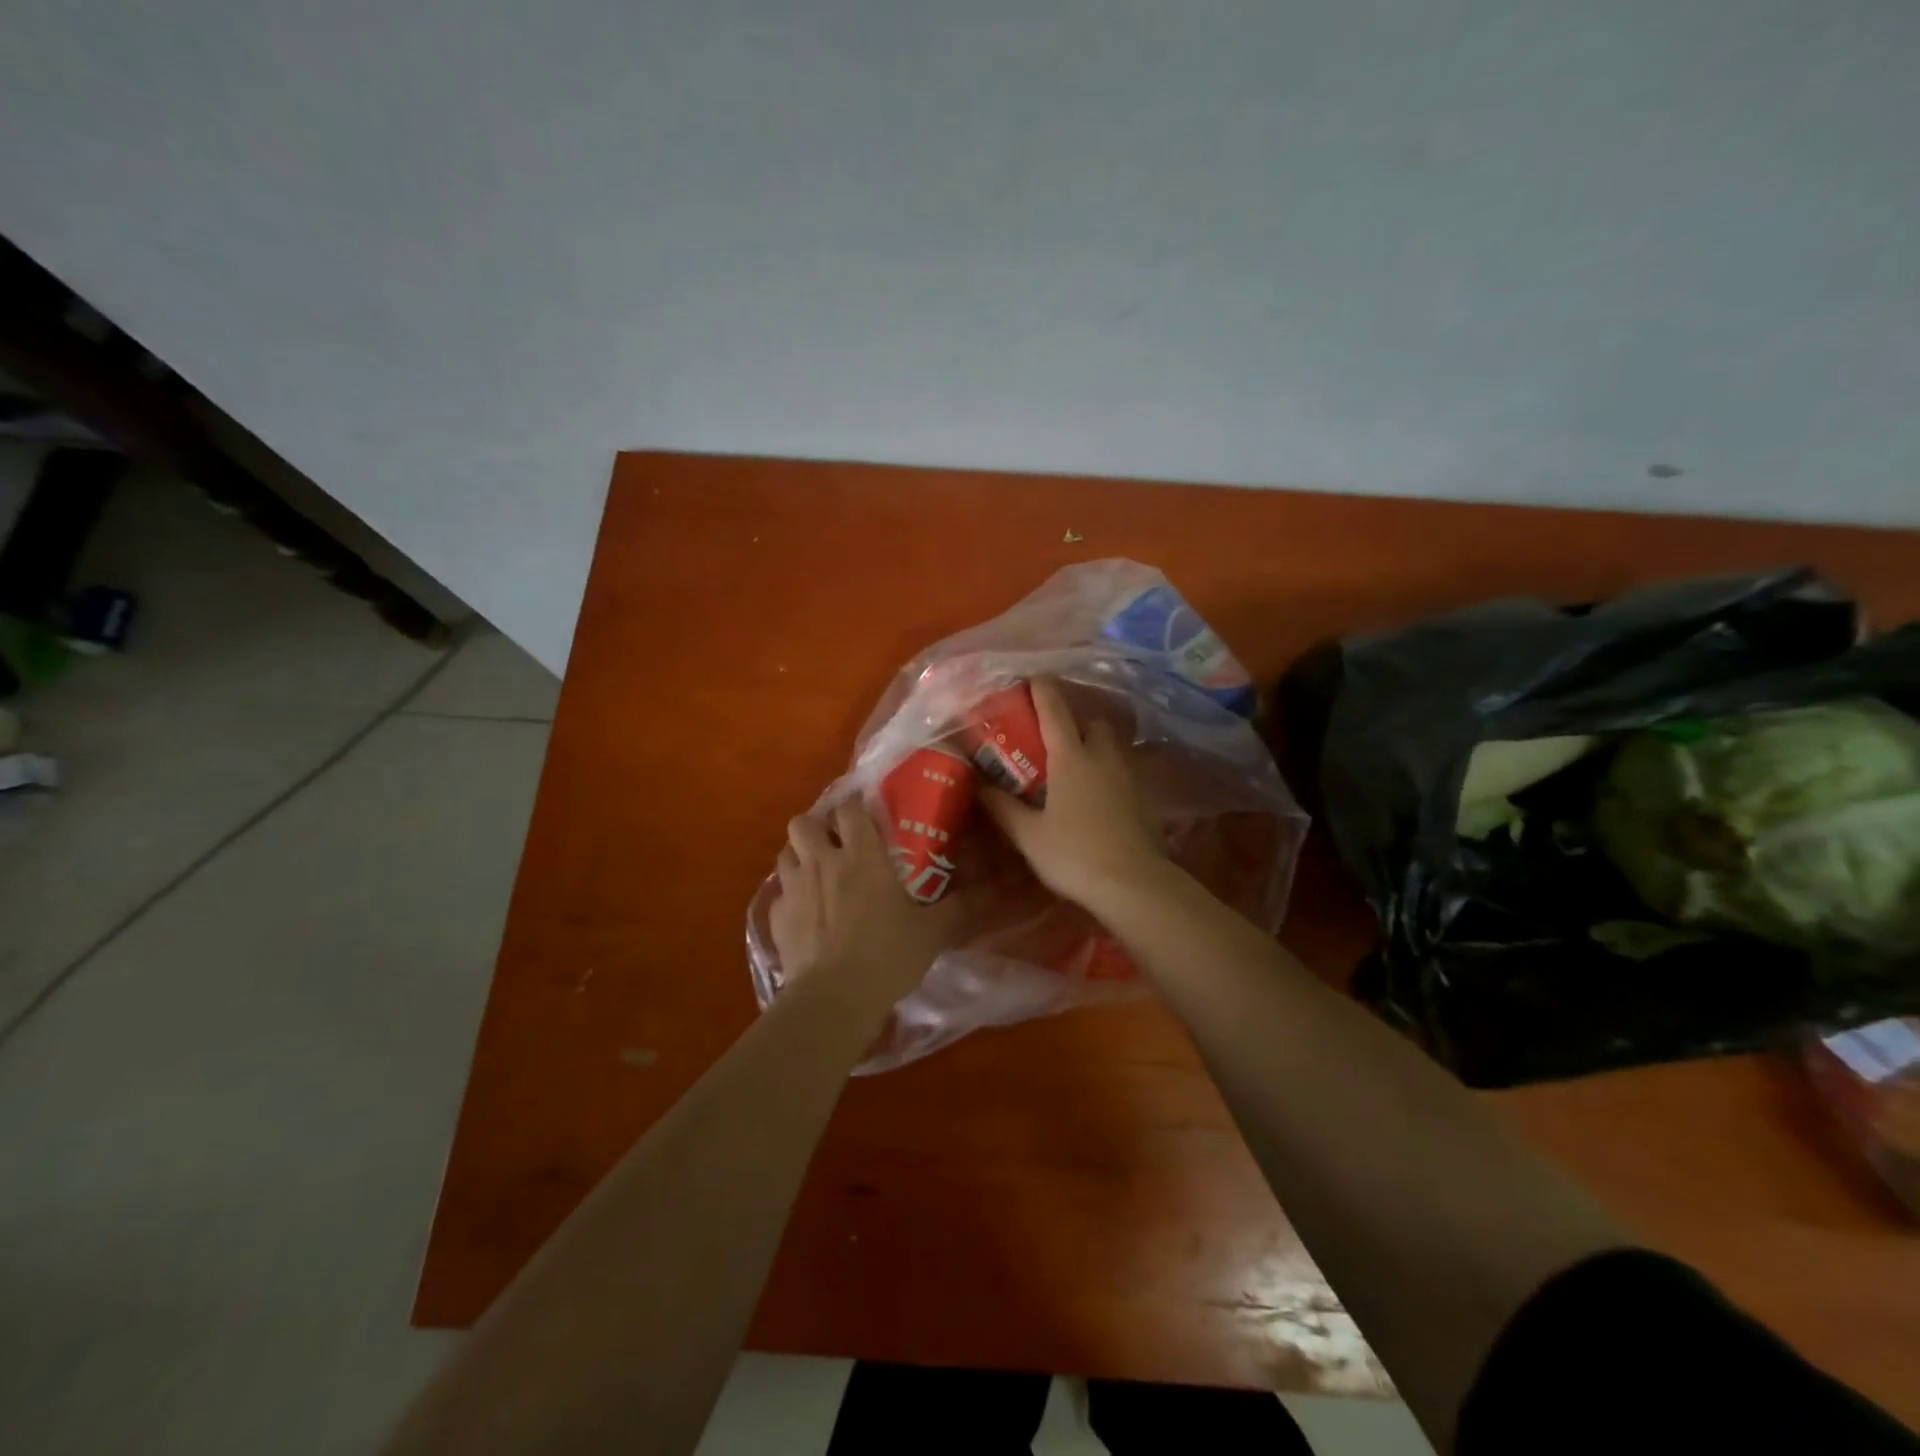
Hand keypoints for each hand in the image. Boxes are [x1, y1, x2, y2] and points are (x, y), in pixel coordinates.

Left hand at [769, 799, 972, 1006]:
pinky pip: (779, 894)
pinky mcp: (776, 918)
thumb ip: (962, 907)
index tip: (867, 813)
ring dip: (800, 856)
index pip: (849, 808)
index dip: (855, 806)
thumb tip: (996, 891)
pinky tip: (806, 914)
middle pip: (804, 822)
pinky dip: (791, 896)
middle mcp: (822, 862)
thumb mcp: (933, 932)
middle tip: (836, 843)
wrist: (833, 999)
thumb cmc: (886, 956)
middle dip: (817, 826)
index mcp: (861, 856)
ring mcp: (793, 889)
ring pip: (785, 852)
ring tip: (818, 873)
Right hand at [978, 678, 1164, 907]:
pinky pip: (1125, 768)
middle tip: (1054, 733)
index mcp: (1071, 757)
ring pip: (1112, 743)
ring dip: (1095, 742)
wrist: (1133, 884)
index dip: (1042, 689)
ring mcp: (1129, 774)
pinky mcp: (1145, 795)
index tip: (1032, 678)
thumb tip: (976, 784)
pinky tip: (1100, 791)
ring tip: (1077, 760)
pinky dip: (1110, 769)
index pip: (1055, 710)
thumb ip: (1002, 806)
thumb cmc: (1074, 855)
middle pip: (1092, 720)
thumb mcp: (1028, 835)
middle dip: (1075, 718)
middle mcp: (1102, 756)